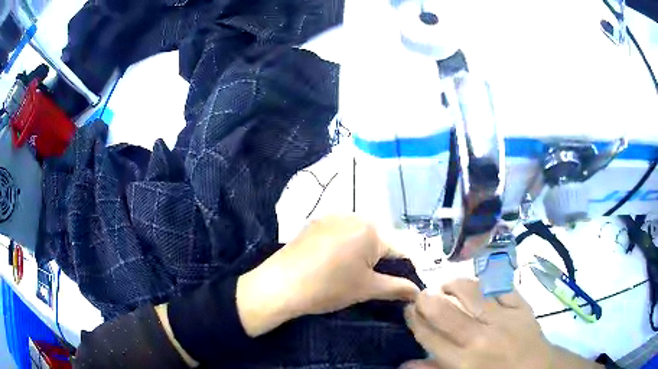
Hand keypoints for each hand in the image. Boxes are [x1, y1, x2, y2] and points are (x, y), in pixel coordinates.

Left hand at [236, 215, 419, 336]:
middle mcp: (354, 215)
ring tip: (351, 273)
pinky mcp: (316, 222)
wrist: (280, 285)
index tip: (399, 285)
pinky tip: (333, 262)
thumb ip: (397, 288)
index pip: (400, 249)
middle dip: (382, 259)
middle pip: (380, 238)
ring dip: (363, 251)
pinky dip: (345, 245)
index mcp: (372, 229)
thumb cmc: (328, 287)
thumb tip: (418, 291)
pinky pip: (341, 231)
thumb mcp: (367, 289)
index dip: (404, 269)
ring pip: (361, 234)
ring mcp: (332, 216)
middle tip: (372, 281)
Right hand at [402, 279, 600, 368]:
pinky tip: (477, 284)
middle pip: (445, 311)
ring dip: (454, 284)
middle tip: (422, 294)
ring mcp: (504, 317)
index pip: (429, 335)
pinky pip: (500, 287)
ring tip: (447, 285)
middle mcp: (481, 337)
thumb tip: (404, 363)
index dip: (414, 319)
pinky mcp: (521, 306)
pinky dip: (485, 282)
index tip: (408, 308)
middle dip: (427, 299)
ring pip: (472, 291)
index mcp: (464, 361)